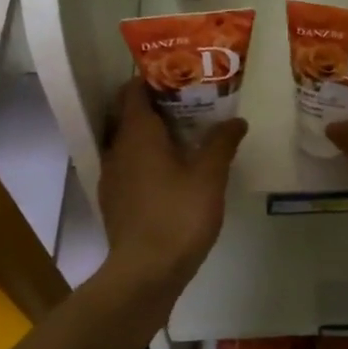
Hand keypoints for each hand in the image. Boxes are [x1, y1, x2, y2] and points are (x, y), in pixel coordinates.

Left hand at [97, 80, 246, 287]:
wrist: (145, 273)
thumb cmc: (178, 215)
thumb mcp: (209, 176)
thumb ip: (222, 143)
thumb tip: (236, 121)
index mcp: (136, 134)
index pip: (132, 91)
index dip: (152, 79)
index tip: (178, 75)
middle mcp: (117, 149)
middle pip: (128, 115)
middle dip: (154, 105)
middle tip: (188, 103)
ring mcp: (111, 177)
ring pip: (127, 142)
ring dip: (150, 135)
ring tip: (183, 135)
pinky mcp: (113, 201)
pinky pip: (127, 166)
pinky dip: (145, 159)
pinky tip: (170, 172)